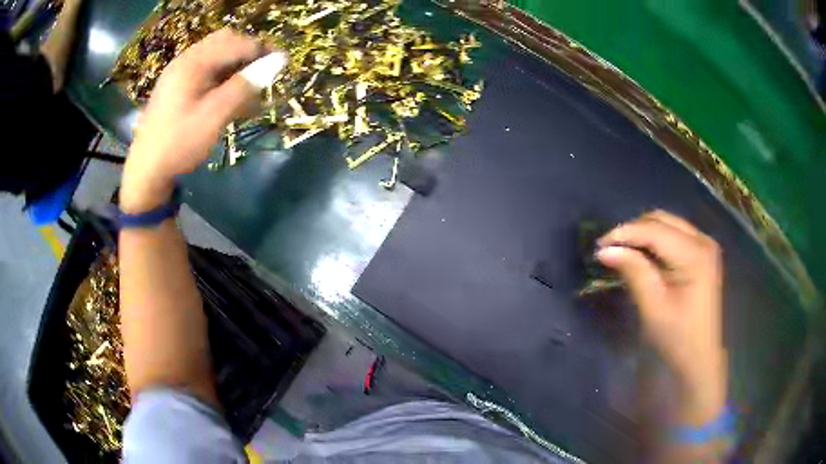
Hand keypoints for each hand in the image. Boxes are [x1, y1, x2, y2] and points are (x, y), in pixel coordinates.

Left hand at [120, 29, 264, 212]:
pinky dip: (223, 80)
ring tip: (250, 92)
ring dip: (236, 68)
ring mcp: (179, 74)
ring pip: (216, 58)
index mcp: (192, 63)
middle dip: (247, 55)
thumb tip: (279, 61)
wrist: (145, 173)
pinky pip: (206, 73)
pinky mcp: (177, 88)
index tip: (280, 66)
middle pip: (224, 43)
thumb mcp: (214, 115)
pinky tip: (231, 100)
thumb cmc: (179, 143)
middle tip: (263, 76)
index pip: (235, 42)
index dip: (260, 50)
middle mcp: (186, 61)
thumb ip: (245, 85)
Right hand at [597, 210, 726, 424]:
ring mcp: (704, 245)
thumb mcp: (653, 307)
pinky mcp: (702, 253)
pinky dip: (655, 241)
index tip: (599, 245)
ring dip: (643, 233)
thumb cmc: (677, 337)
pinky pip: (674, 234)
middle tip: (610, 248)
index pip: (654, 230)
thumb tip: (605, 250)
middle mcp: (703, 240)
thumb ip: (633, 271)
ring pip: (667, 223)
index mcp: (695, 253)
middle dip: (634, 230)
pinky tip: (642, 256)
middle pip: (662, 219)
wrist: (700, 358)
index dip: (625, 233)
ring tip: (623, 251)